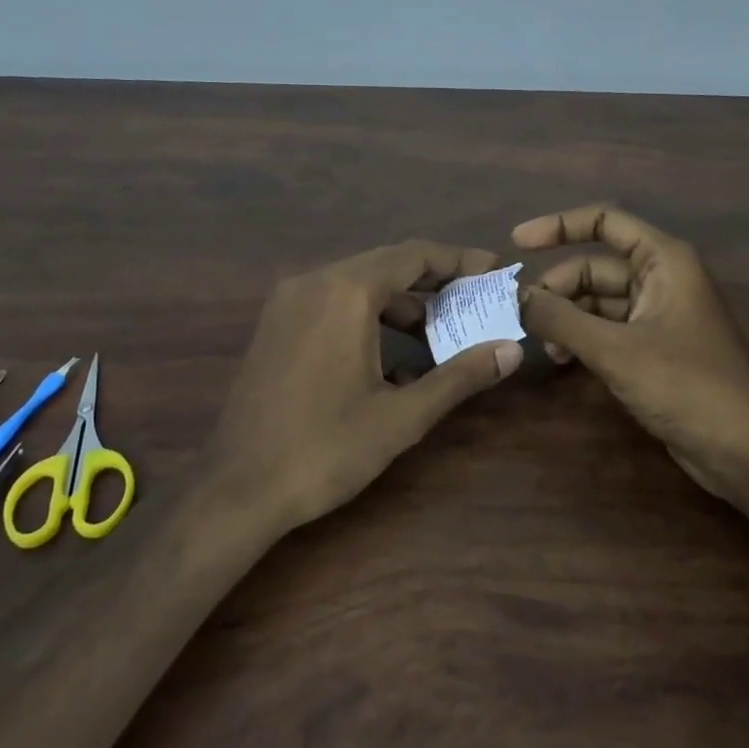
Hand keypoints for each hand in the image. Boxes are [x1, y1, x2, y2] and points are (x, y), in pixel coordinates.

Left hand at [209, 240, 524, 530]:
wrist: (237, 491)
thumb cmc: (325, 450)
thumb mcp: (402, 415)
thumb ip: (460, 376)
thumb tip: (511, 351)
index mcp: (345, 292)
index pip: (414, 255)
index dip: (460, 260)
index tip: (495, 271)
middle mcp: (313, 282)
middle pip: (387, 264)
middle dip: (435, 281)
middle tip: (476, 301)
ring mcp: (288, 303)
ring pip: (359, 284)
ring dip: (402, 302)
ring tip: (441, 333)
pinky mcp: (276, 326)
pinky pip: (333, 303)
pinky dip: (369, 316)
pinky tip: (393, 358)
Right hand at [514, 204, 748, 503]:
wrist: (741, 448)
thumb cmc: (684, 384)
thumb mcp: (614, 349)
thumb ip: (560, 319)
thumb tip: (514, 298)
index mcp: (664, 260)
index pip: (605, 222)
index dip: (559, 226)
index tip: (517, 243)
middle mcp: (662, 278)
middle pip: (595, 266)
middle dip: (558, 287)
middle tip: (522, 317)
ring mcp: (659, 314)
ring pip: (599, 300)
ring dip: (567, 317)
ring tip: (544, 345)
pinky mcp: (655, 347)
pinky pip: (609, 328)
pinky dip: (583, 337)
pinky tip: (564, 360)